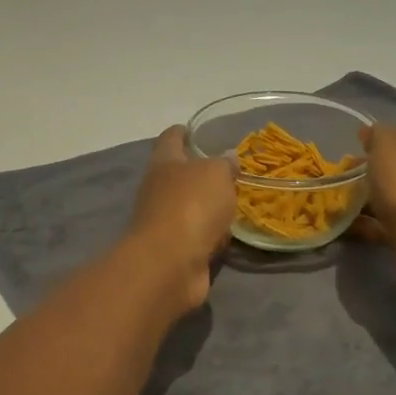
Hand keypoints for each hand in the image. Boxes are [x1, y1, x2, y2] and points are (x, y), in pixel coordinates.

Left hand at [124, 126, 236, 311]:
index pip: (171, 138)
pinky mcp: (176, 250)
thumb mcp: (215, 174)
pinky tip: (228, 235)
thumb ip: (224, 164)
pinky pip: (199, 236)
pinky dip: (212, 235)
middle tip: (230, 170)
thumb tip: (227, 157)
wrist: (170, 264)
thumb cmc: (190, 206)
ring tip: (235, 201)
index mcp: (164, 162)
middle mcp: (160, 189)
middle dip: (202, 172)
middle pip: (180, 174)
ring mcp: (165, 221)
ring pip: (191, 207)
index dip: (183, 132)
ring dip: (209, 206)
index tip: (196, 130)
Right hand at [352, 123, 395, 267]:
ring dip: (376, 198)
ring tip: (347, 204)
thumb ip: (378, 133)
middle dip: (378, 170)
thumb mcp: (386, 142)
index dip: (382, 140)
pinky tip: (356, 226)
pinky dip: (376, 223)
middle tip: (349, 177)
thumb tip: (371, 134)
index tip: (359, 149)